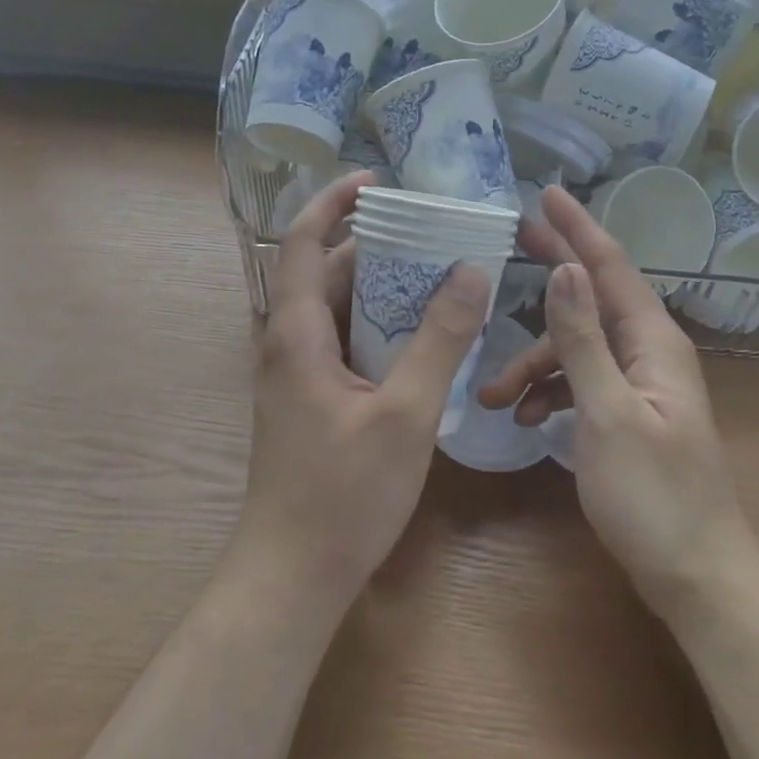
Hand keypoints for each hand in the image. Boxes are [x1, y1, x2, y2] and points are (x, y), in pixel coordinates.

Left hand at [236, 171, 490, 610]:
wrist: (292, 577)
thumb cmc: (343, 494)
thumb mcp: (405, 413)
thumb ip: (440, 340)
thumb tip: (471, 270)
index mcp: (295, 333)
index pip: (300, 242)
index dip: (333, 203)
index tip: (376, 181)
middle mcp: (287, 344)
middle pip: (324, 272)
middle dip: (372, 244)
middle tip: (431, 231)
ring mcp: (295, 375)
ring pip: (336, 310)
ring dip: (378, 287)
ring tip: (435, 273)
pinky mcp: (309, 400)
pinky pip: (342, 342)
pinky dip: (376, 325)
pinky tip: (420, 336)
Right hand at [480, 186, 758, 620]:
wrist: (697, 576)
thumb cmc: (654, 495)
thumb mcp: (608, 413)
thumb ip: (583, 340)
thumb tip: (564, 271)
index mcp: (654, 342)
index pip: (611, 267)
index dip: (578, 228)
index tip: (546, 193)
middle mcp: (649, 352)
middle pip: (593, 296)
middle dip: (553, 270)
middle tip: (513, 237)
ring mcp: (639, 384)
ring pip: (578, 349)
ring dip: (535, 362)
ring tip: (491, 393)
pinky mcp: (627, 414)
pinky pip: (581, 383)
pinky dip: (550, 392)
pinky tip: (522, 417)